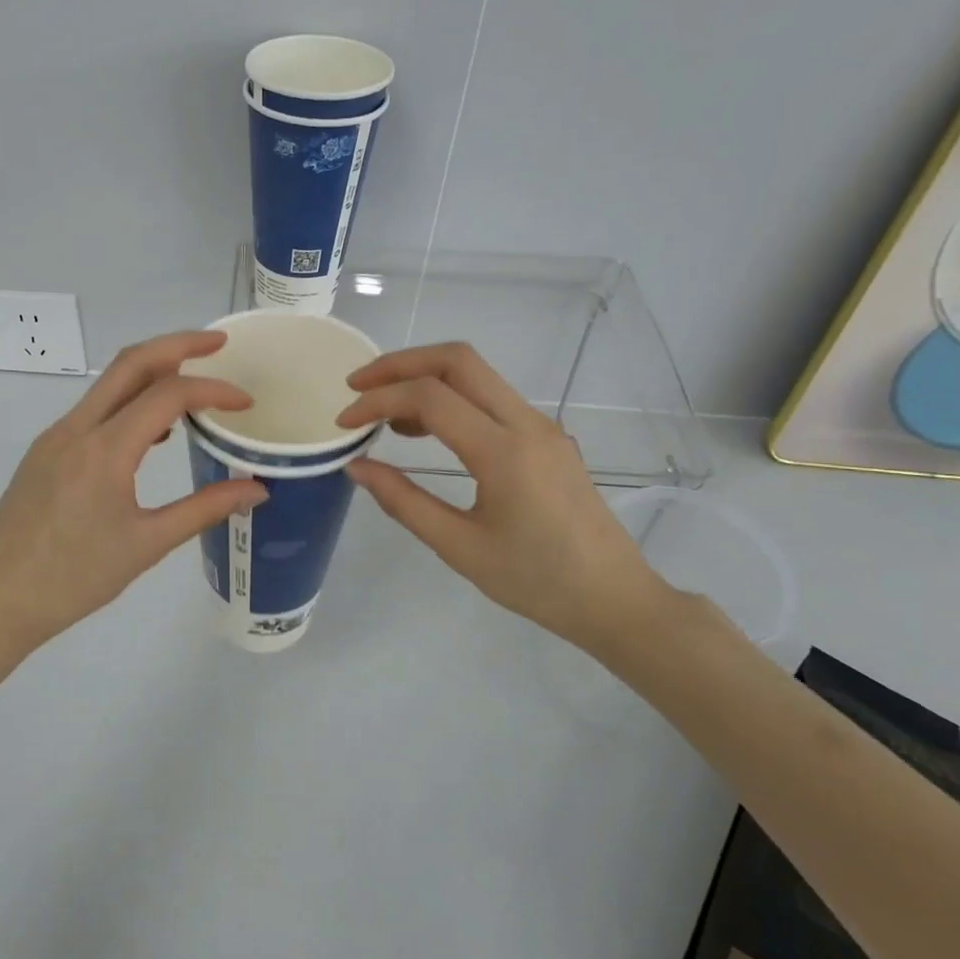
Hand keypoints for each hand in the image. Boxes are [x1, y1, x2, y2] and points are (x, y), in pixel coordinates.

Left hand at [0, 331, 267, 657]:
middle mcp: (76, 429)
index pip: (167, 395)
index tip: (245, 403)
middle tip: (218, 344)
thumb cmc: (73, 580)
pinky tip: (151, 433)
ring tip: (192, 384)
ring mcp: (54, 437)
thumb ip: (204, 509)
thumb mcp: (147, 545)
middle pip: (130, 362)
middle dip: (178, 344)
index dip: (213, 390)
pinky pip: (93, 410)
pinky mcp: (44, 452)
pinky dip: (128, 401)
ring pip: (108, 383)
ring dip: (151, 371)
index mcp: (104, 450)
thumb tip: (256, 489)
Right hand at [336, 342, 683, 654]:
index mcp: (504, 452)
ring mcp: (541, 426)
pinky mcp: (546, 436)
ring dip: (424, 378)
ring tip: (383, 414)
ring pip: (476, 373)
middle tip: (358, 387)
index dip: (378, 400)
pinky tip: (425, 430)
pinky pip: (491, 398)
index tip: (344, 422)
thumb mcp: (459, 547)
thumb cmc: (535, 581)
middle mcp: (526, 424)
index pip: (430, 397)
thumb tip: (357, 466)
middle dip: (400, 363)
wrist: (614, 598)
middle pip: (457, 360)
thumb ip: (403, 501)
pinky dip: (449, 398)